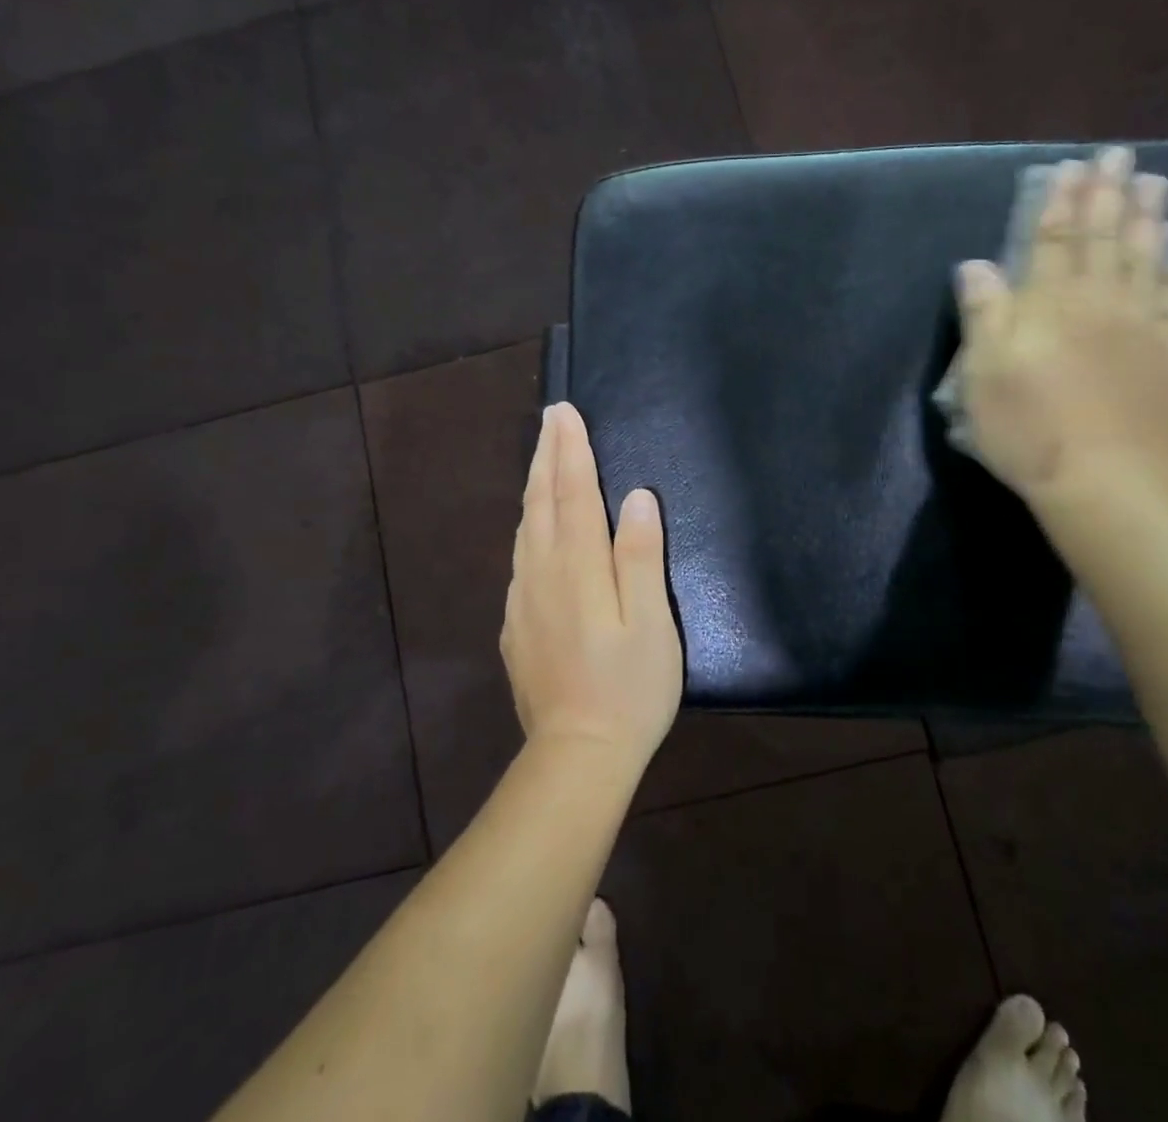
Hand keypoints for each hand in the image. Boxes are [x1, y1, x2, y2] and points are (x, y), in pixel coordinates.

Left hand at [501, 402, 682, 773]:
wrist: (576, 756)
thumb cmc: (629, 689)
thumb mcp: (652, 624)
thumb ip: (640, 557)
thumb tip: (635, 498)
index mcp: (578, 568)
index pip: (573, 493)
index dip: (571, 450)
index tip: (566, 413)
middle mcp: (542, 574)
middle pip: (541, 501)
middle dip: (547, 455)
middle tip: (551, 418)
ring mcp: (522, 600)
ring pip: (525, 528)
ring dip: (534, 486)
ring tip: (542, 458)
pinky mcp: (515, 625)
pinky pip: (520, 558)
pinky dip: (528, 526)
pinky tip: (533, 528)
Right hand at [955, 145, 1167, 501]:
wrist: (1103, 478)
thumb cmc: (1027, 427)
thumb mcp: (982, 373)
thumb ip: (983, 313)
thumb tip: (977, 264)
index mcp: (1048, 305)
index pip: (1052, 241)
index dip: (1058, 203)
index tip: (1068, 168)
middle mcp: (1096, 303)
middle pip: (1102, 239)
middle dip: (1107, 195)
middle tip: (1118, 156)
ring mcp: (1138, 327)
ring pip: (1143, 259)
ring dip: (1147, 218)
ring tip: (1155, 182)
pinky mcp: (1166, 354)